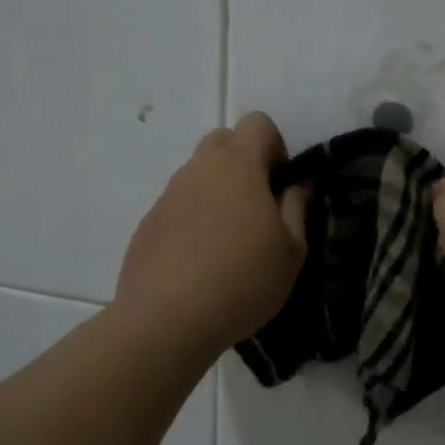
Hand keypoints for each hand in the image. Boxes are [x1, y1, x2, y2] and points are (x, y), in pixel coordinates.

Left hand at [115, 112, 308, 353]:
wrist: (166, 321)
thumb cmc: (243, 280)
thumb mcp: (292, 250)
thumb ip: (297, 207)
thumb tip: (296, 185)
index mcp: (237, 165)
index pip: (257, 122)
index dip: (276, 146)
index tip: (282, 185)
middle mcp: (198, 169)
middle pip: (223, 140)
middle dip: (244, 161)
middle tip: (259, 206)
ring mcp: (167, 195)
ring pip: (198, 174)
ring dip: (218, 191)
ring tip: (229, 240)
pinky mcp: (147, 224)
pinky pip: (178, 205)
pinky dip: (194, 219)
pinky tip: (201, 261)